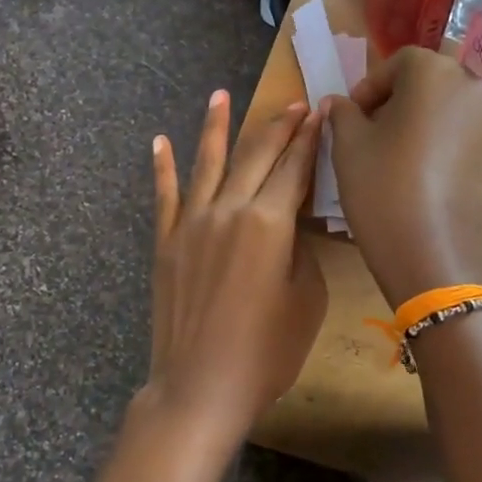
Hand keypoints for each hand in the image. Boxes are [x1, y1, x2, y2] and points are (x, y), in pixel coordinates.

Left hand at [144, 91, 326, 451]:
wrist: (200, 386)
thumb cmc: (266, 352)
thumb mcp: (306, 300)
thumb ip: (299, 250)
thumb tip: (289, 225)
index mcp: (269, 222)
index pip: (294, 167)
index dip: (309, 137)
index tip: (320, 111)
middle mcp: (229, 209)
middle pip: (256, 155)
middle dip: (277, 126)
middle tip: (292, 104)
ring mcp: (191, 223)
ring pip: (208, 163)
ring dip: (217, 127)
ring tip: (221, 95)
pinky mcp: (166, 242)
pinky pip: (164, 195)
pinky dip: (163, 167)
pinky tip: (160, 141)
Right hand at [328, 49, 481, 304]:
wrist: (430, 250)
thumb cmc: (382, 186)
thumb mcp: (348, 145)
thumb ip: (343, 113)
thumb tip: (339, 102)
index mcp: (435, 74)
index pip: (400, 63)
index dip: (371, 86)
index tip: (352, 116)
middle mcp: (474, 88)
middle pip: (430, 83)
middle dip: (400, 102)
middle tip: (373, 133)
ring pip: (451, 111)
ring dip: (425, 123)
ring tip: (399, 157)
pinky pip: (468, 139)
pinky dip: (446, 147)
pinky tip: (425, 179)